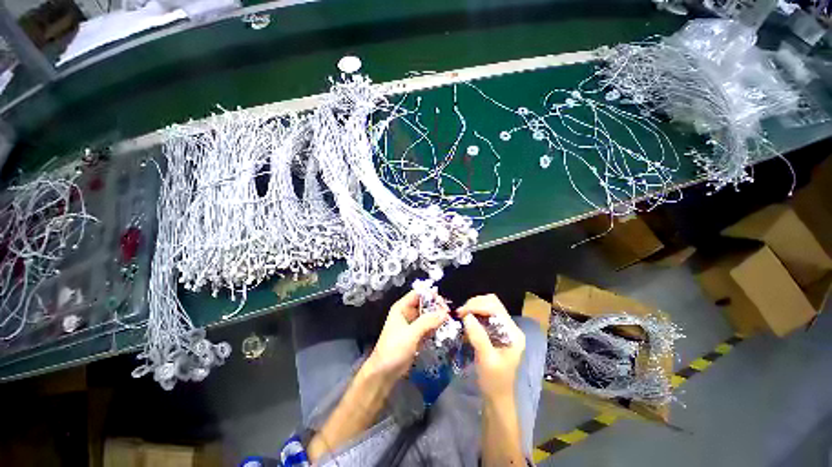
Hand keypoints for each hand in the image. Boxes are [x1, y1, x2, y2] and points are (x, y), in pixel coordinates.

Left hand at [366, 290, 448, 378]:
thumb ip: (427, 322)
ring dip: (437, 318)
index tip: (443, 302)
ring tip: (449, 322)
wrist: (384, 373)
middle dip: (436, 307)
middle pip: (425, 304)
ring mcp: (412, 325)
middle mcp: (407, 313)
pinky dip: (435, 327)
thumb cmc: (394, 349)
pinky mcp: (416, 335)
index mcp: (402, 307)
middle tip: (448, 314)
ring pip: (428, 316)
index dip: (430, 295)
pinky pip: (428, 326)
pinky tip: (444, 330)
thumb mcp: (411, 334)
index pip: (418, 294)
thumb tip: (445, 313)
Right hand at [458, 294, 525, 398]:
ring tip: (461, 316)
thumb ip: (478, 337)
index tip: (461, 313)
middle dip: (474, 305)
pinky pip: (484, 315)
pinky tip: (466, 321)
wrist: (497, 396)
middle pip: (492, 303)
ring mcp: (503, 328)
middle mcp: (510, 327)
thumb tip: (466, 316)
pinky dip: (473, 314)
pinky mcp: (496, 331)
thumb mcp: (486, 360)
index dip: (477, 306)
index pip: (496, 308)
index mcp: (513, 333)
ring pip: (487, 307)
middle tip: (460, 313)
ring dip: (473, 308)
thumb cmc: (494, 381)